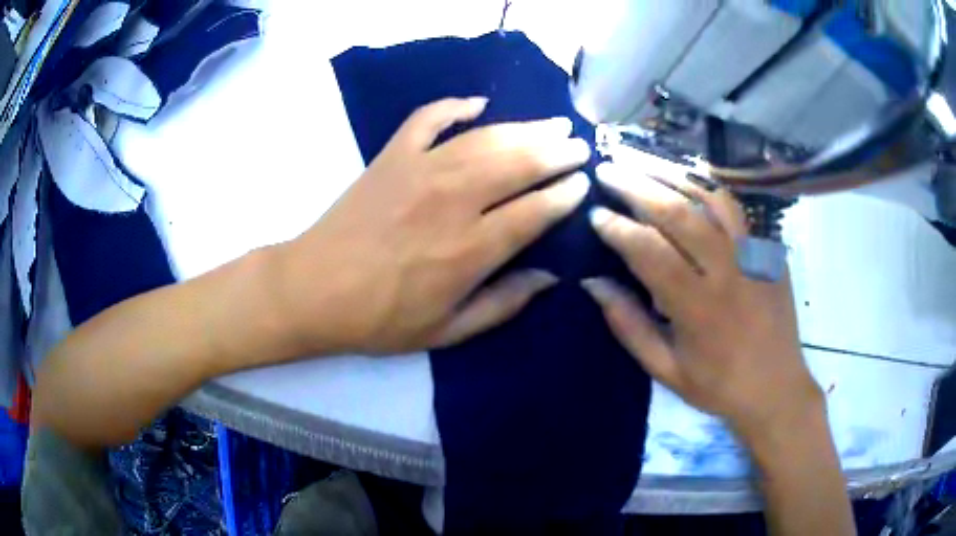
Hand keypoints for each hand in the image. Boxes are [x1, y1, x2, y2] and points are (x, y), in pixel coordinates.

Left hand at [273, 97, 590, 354]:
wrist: (313, 290)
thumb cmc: (380, 318)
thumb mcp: (447, 331)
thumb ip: (504, 304)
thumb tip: (550, 277)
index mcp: (470, 249)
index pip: (536, 210)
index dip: (566, 193)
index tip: (584, 183)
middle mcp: (453, 200)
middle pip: (519, 163)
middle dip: (557, 152)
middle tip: (580, 146)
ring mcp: (420, 169)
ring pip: (486, 137)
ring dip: (525, 128)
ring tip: (553, 123)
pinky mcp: (392, 155)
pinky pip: (429, 118)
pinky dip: (454, 106)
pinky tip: (477, 104)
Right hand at [582, 161, 821, 443]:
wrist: (776, 388)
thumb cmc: (718, 386)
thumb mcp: (666, 370)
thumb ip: (629, 326)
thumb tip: (593, 284)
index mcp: (698, 307)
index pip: (650, 252)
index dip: (618, 229)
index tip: (595, 215)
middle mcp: (727, 271)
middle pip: (679, 213)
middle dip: (637, 187)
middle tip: (608, 170)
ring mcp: (752, 255)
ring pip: (710, 199)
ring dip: (672, 175)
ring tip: (642, 161)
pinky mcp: (768, 251)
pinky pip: (735, 208)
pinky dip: (707, 187)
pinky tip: (686, 179)